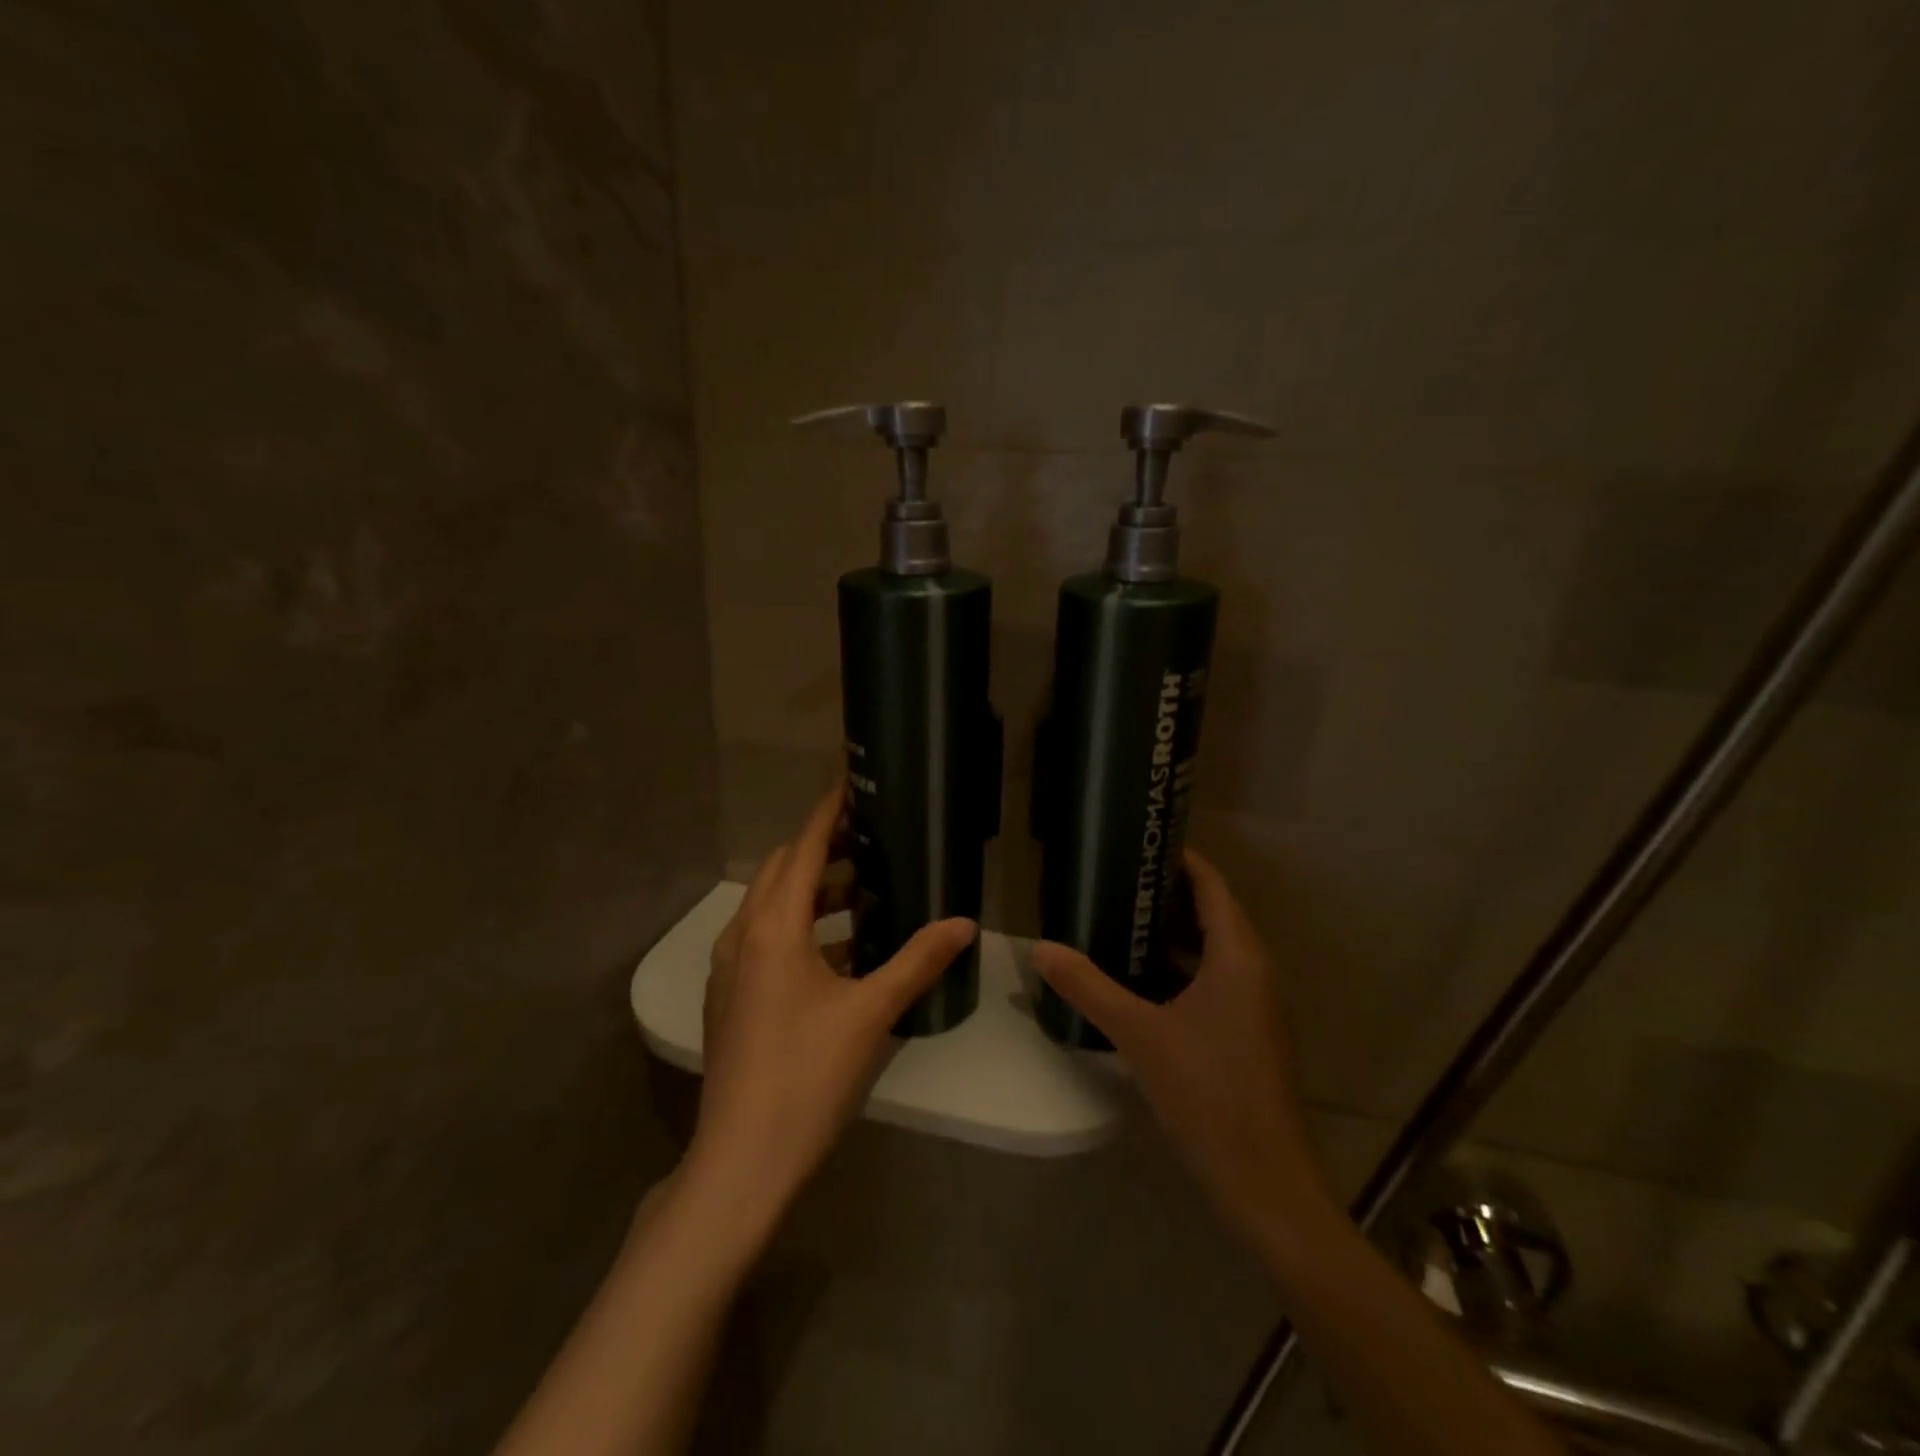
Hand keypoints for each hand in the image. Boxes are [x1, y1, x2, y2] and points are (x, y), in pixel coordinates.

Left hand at [686, 782, 976, 1234]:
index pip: (802, 848)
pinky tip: (842, 952)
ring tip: (865, 893)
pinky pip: (766, 939)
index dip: (827, 812)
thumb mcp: (871, 1013)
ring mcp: (730, 969)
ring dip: (813, 891)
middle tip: (872, 841)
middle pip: (781, 870)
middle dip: (823, 849)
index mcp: (773, 928)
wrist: (740, 1162)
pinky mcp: (731, 997)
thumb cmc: (807, 1077)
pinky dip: (801, 927)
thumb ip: (918, 960)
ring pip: (772, 906)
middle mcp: (742, 936)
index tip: (851, 782)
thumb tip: (966, 922)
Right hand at [1030, 849, 1327, 1251]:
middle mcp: (1254, 970)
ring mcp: (1255, 1004)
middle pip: (1211, 913)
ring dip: (1169, 933)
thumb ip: (1088, 987)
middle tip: (1113, 879)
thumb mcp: (1139, 1034)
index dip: (1180, 858)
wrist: (1265, 1184)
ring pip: (1211, 950)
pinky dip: (1177, 968)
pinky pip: (1212, 980)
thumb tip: (1040, 948)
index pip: (1211, 885)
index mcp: (1238, 956)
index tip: (1138, 842)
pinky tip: (1136, 978)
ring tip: (1117, 919)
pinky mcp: (1248, 1033)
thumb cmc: (1208, 1094)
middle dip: (1165, 894)